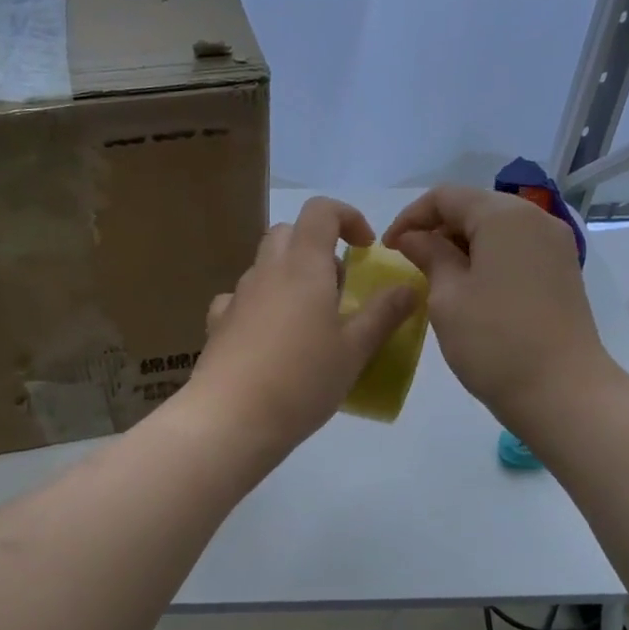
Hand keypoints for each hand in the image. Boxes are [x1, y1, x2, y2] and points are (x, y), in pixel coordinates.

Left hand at [183, 196, 416, 456]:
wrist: (230, 418)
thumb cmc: (302, 380)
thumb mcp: (355, 350)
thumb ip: (384, 314)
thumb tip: (409, 287)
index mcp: (303, 266)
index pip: (321, 211)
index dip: (347, 217)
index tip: (366, 248)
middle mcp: (267, 271)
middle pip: (289, 233)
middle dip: (318, 246)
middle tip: (339, 287)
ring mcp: (238, 296)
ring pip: (265, 266)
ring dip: (291, 277)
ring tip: (311, 321)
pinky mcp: (219, 324)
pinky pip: (242, 299)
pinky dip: (261, 305)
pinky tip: (270, 338)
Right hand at [383, 185, 617, 428]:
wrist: (562, 392)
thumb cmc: (494, 341)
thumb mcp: (447, 296)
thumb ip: (428, 255)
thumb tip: (413, 237)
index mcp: (504, 216)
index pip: (445, 196)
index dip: (410, 217)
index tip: (388, 249)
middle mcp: (535, 218)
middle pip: (474, 206)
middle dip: (436, 228)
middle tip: (409, 262)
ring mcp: (554, 245)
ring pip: (495, 228)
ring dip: (460, 244)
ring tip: (435, 276)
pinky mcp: (562, 270)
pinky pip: (515, 248)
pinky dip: (486, 257)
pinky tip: (468, 287)